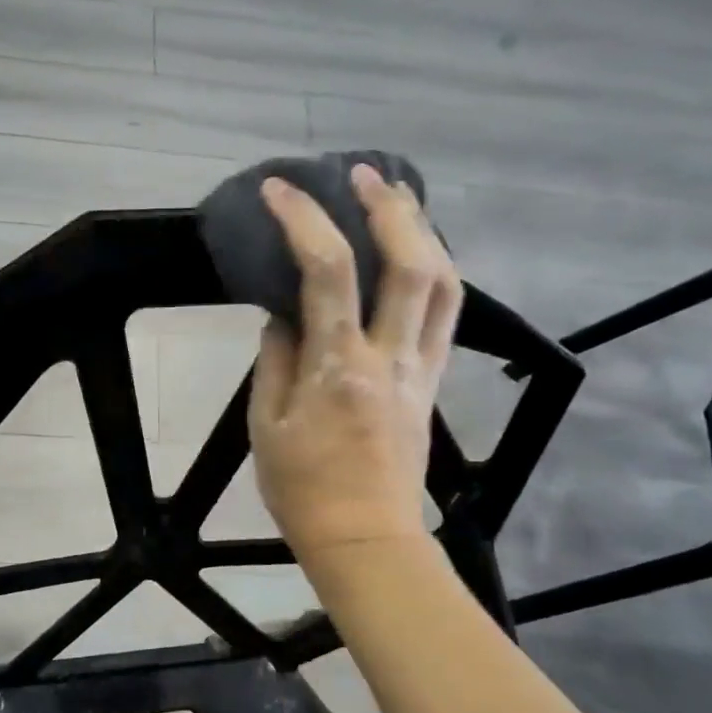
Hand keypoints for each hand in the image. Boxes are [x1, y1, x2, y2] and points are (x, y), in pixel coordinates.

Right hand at [248, 165, 462, 564]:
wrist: (364, 538)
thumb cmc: (301, 488)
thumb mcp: (265, 426)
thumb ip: (274, 362)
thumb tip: (282, 317)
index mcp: (337, 368)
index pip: (327, 273)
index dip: (304, 220)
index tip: (280, 190)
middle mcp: (389, 357)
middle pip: (411, 263)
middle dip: (389, 207)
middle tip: (363, 174)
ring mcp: (421, 368)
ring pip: (445, 283)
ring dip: (425, 232)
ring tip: (400, 202)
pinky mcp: (433, 382)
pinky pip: (446, 314)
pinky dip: (435, 271)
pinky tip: (418, 256)